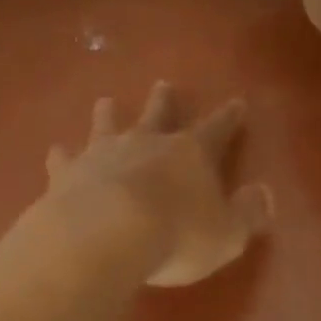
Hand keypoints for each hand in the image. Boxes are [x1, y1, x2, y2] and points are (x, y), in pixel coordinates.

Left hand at [42, 83, 273, 286]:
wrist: (105, 235)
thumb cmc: (176, 236)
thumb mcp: (227, 235)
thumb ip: (247, 213)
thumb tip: (264, 194)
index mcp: (190, 154)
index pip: (217, 129)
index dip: (229, 117)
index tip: (237, 102)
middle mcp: (147, 144)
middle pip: (158, 115)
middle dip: (163, 101)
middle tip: (163, 84)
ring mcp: (104, 154)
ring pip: (108, 126)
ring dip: (108, 114)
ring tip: (105, 101)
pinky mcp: (68, 174)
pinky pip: (65, 159)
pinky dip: (62, 155)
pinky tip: (56, 150)